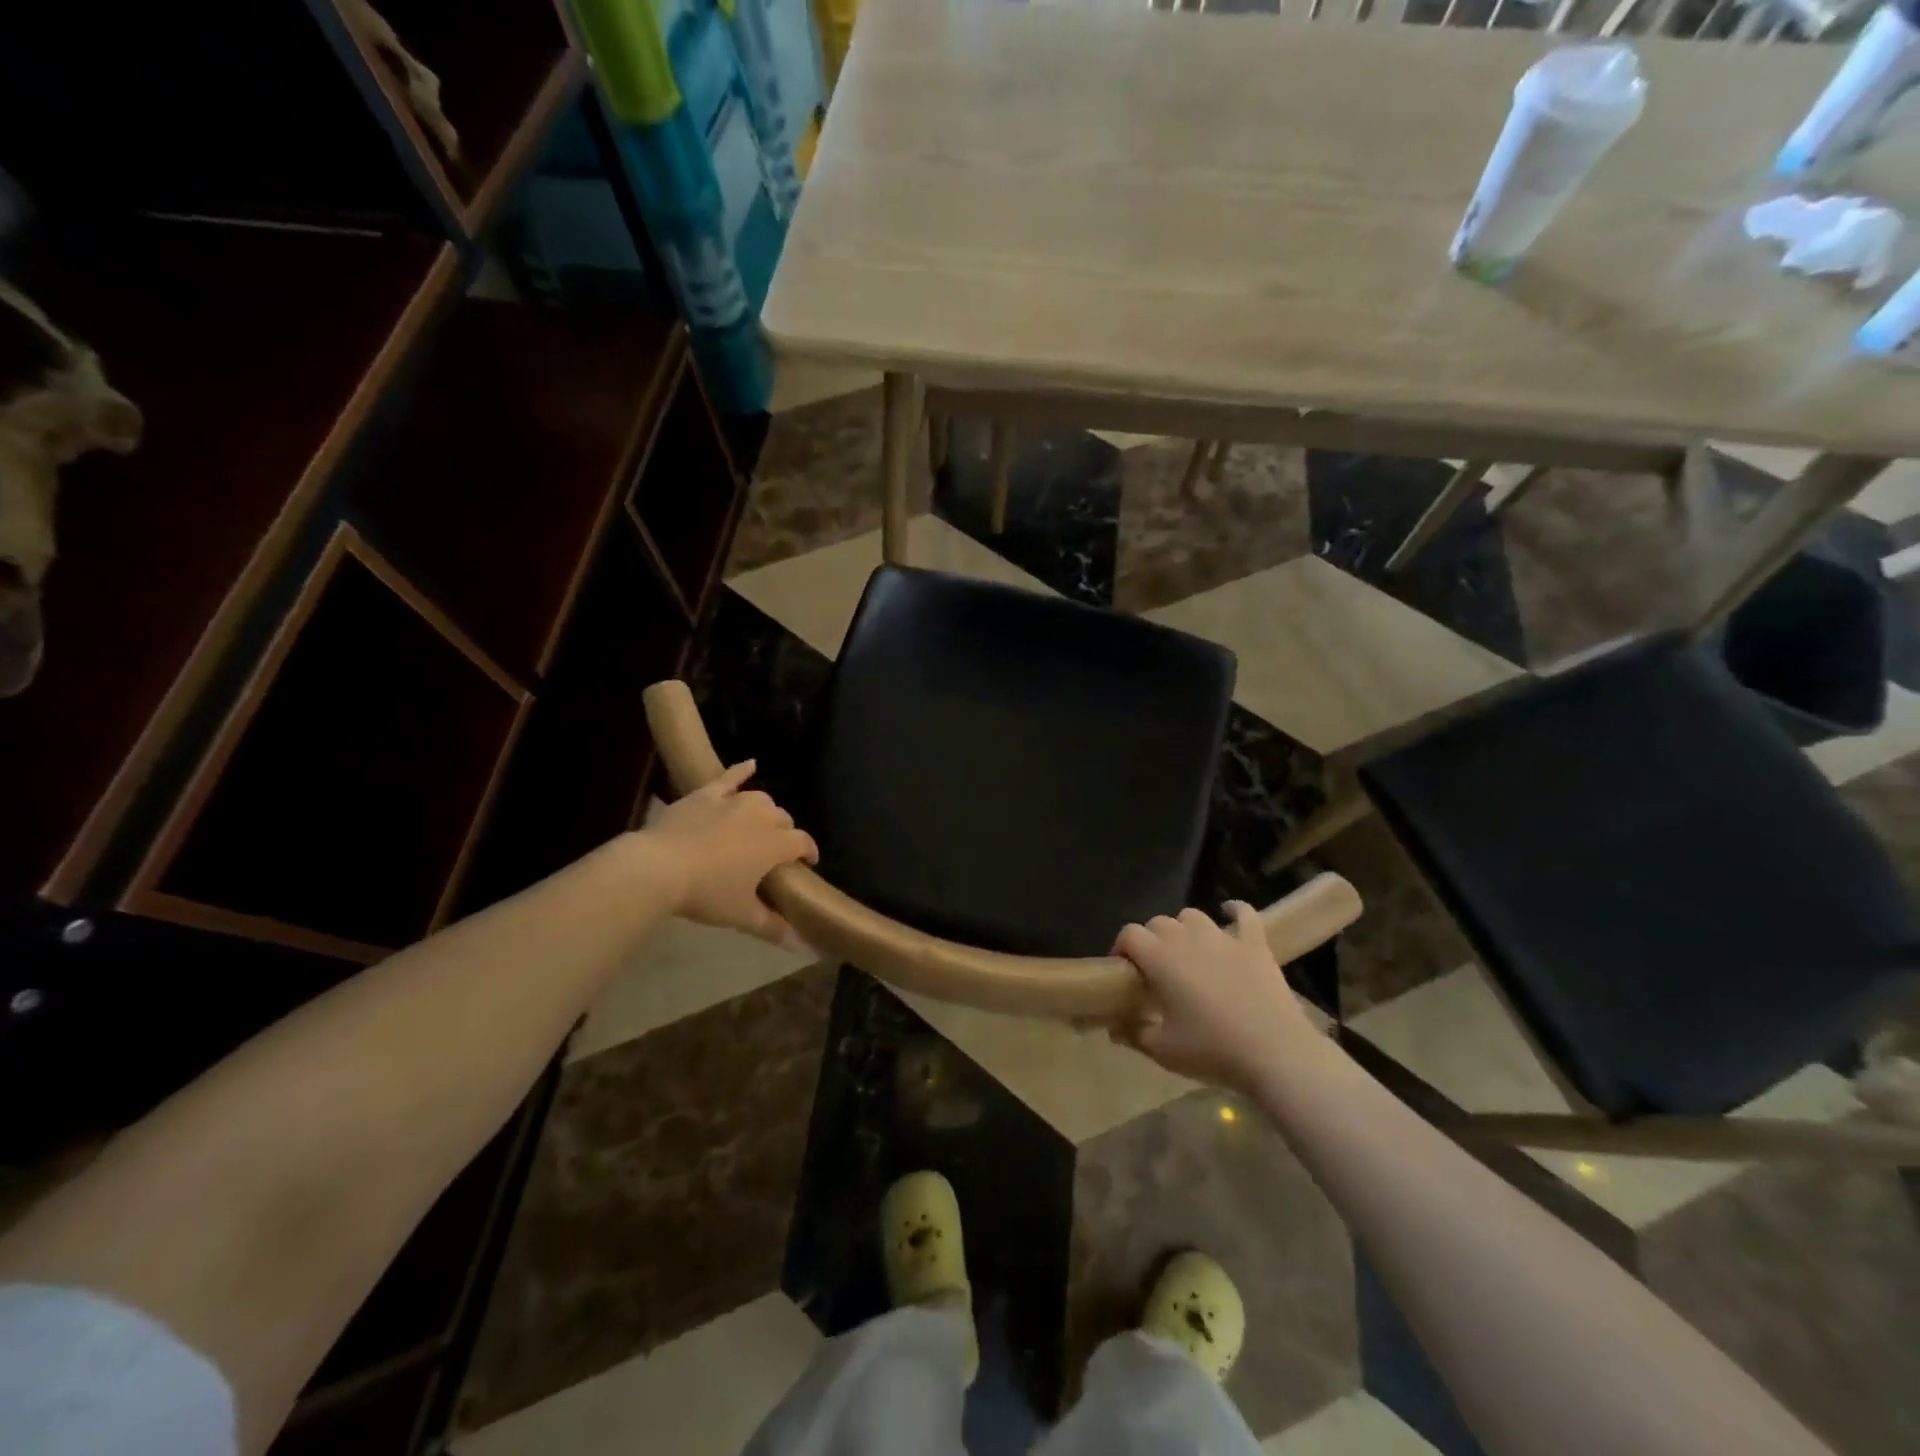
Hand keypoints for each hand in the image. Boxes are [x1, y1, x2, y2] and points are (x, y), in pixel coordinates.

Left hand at [639, 761, 818, 946]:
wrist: (658, 868)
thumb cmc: (707, 893)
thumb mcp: (742, 916)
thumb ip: (774, 928)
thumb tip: (802, 947)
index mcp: (776, 844)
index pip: (803, 843)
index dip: (809, 853)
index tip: (807, 864)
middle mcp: (761, 816)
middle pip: (783, 820)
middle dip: (785, 834)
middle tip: (774, 854)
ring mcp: (732, 802)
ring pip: (761, 800)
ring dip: (766, 811)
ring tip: (761, 823)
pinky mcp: (706, 794)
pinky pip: (729, 778)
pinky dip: (741, 771)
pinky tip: (751, 764)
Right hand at [1111, 902, 1320, 1094]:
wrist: (1275, 1054)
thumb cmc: (1212, 1050)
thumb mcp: (1162, 1051)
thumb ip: (1133, 1034)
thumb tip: (1114, 1027)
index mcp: (1160, 958)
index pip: (1130, 934)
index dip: (1122, 947)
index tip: (1124, 970)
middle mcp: (1187, 937)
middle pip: (1159, 922)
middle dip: (1152, 940)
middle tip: (1157, 970)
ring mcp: (1223, 937)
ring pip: (1193, 916)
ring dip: (1185, 929)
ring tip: (1189, 952)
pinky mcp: (1255, 943)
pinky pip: (1244, 914)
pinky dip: (1234, 911)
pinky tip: (1230, 913)